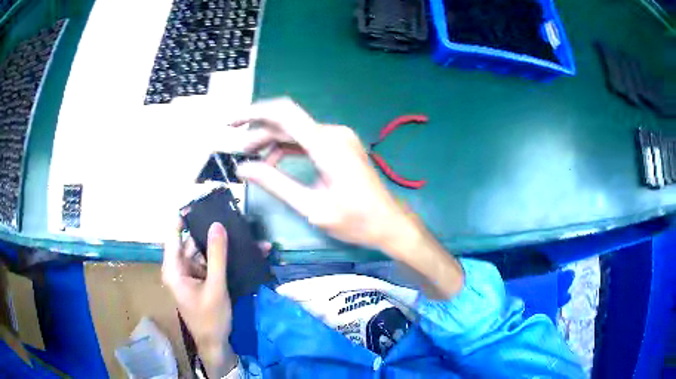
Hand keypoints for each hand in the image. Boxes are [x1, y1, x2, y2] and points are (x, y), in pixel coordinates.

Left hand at [162, 220, 236, 377]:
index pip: (173, 234)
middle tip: (232, 217)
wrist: (216, 344)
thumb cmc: (210, 318)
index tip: (200, 201)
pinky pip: (213, 263)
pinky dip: (227, 259)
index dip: (184, 216)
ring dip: (225, 246)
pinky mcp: (203, 279)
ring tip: (246, 236)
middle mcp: (180, 267)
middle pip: (193, 241)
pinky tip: (246, 253)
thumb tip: (217, 225)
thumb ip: (217, 256)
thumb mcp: (215, 287)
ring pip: (205, 252)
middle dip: (213, 232)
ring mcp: (192, 274)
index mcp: (174, 268)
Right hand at [234, 98, 464, 298]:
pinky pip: (307, 140)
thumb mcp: (311, 207)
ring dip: (271, 142)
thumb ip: (275, 184)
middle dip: (258, 133)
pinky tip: (274, 163)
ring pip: (295, 131)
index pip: (283, 113)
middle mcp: (332, 133)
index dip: (254, 113)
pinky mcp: (339, 145)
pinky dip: (287, 148)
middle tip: (238, 152)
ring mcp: (338, 137)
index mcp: (326, 145)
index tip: (231, 122)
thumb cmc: (355, 220)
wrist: (388, 222)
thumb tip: (242, 169)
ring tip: (251, 160)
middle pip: (287, 122)